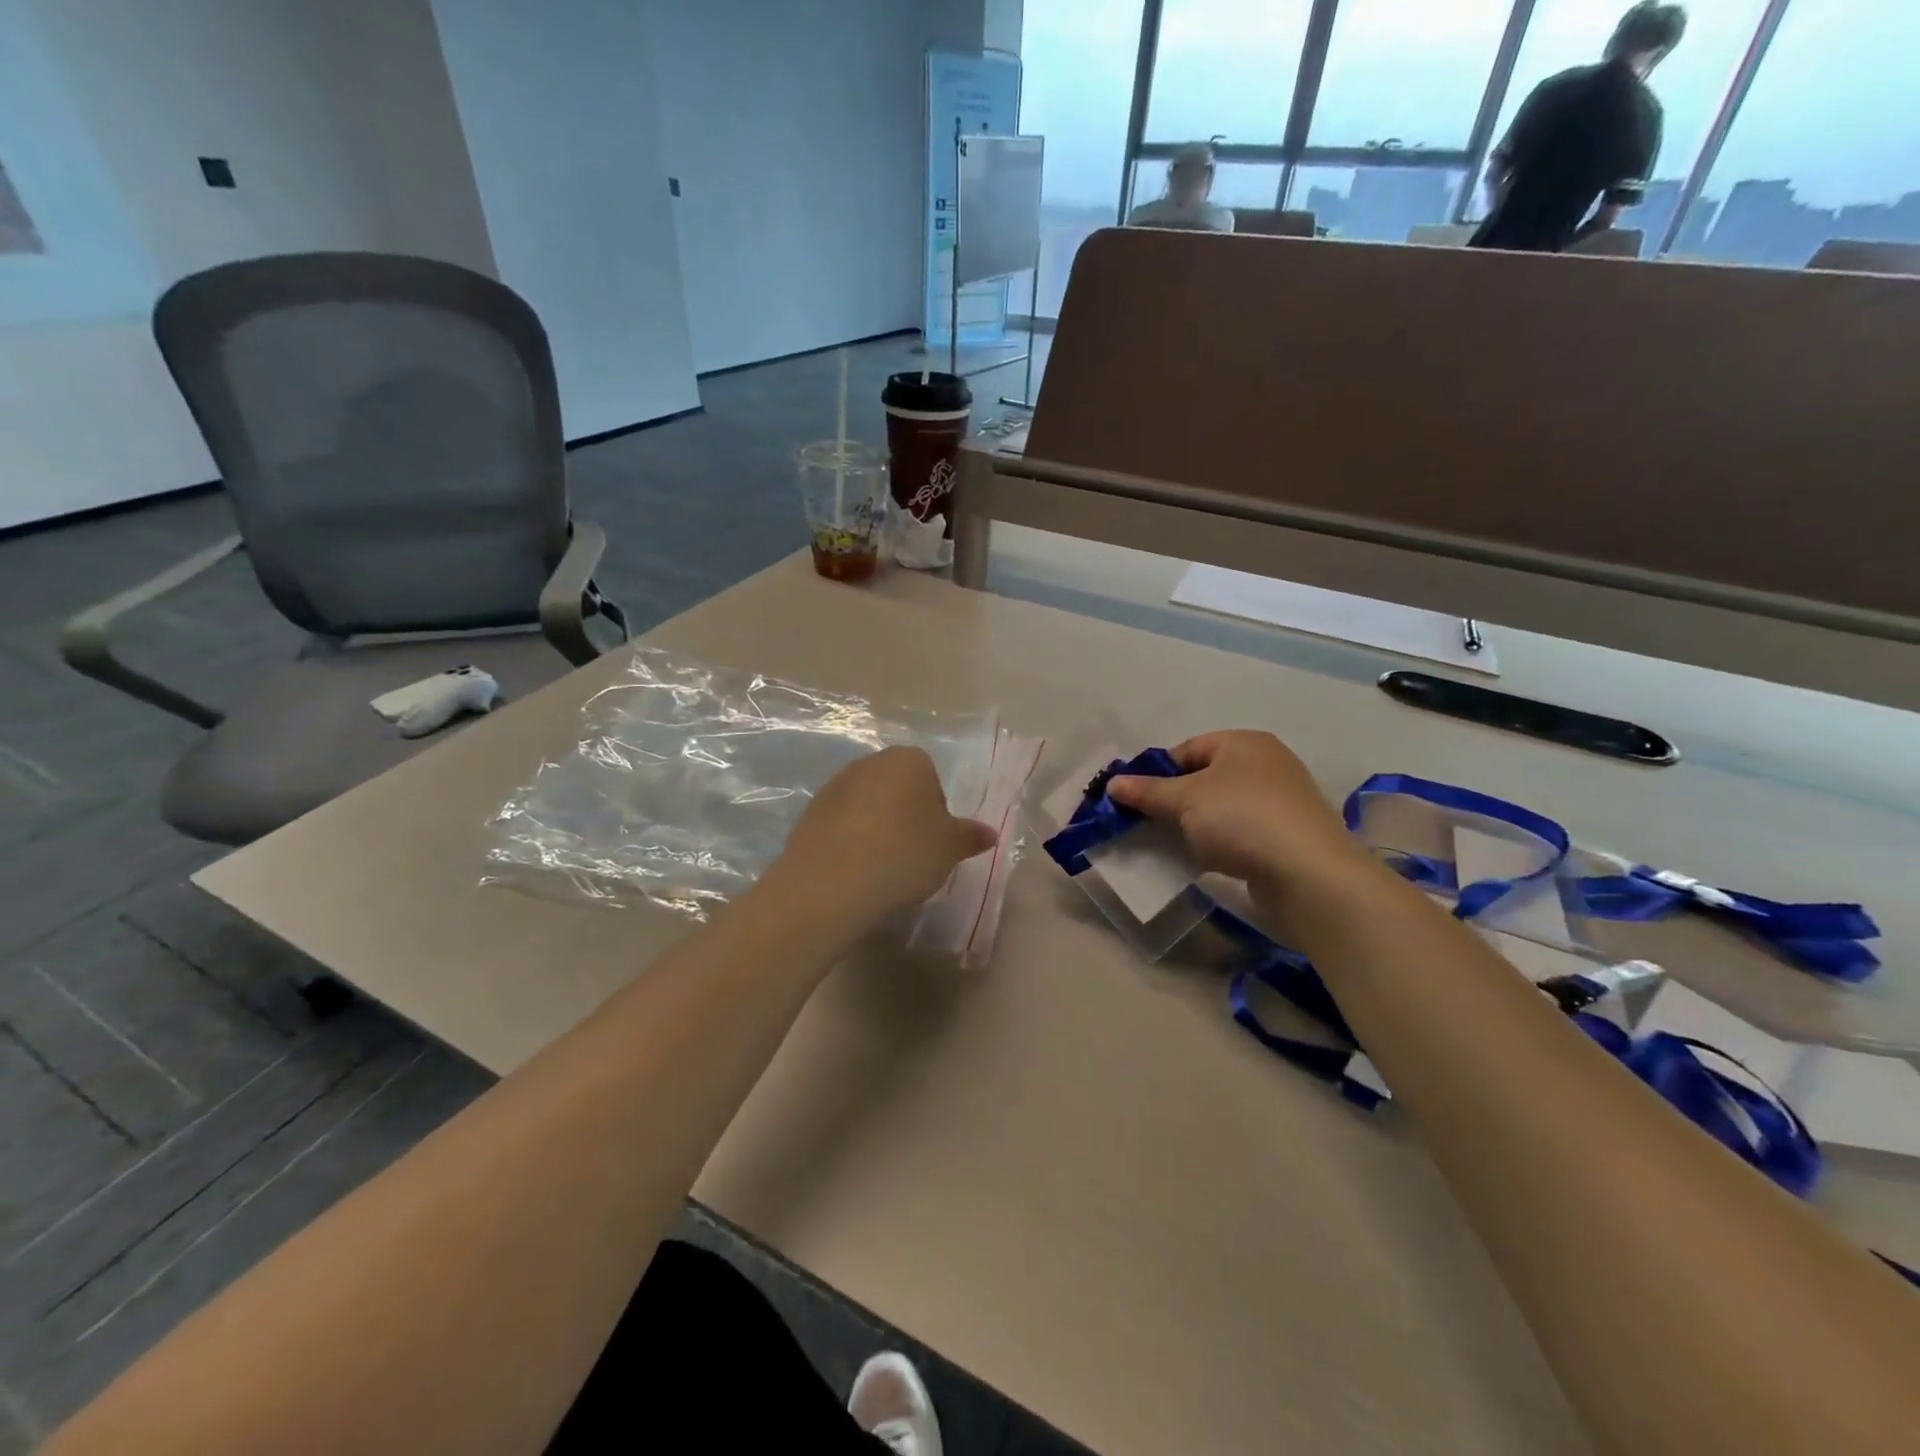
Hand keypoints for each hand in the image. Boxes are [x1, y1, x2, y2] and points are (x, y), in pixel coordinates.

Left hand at [763, 748, 996, 925]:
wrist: (830, 882)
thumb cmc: (903, 854)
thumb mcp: (949, 849)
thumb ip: (969, 837)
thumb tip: (990, 834)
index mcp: (908, 760)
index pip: (931, 779)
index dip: (936, 813)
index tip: (933, 844)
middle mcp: (869, 763)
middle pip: (897, 789)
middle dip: (905, 817)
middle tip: (911, 856)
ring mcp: (834, 786)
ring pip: (867, 806)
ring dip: (876, 829)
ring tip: (881, 868)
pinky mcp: (809, 813)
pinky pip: (841, 826)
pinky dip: (850, 843)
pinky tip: (855, 871)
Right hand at [1105, 731, 1372, 897]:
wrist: (1308, 872)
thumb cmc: (1240, 818)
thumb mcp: (1184, 800)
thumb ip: (1147, 791)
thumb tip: (1113, 784)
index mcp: (1243, 742)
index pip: (1187, 748)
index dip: (1157, 772)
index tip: (1135, 800)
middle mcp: (1266, 763)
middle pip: (1205, 777)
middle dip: (1174, 801)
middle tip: (1148, 824)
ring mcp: (1281, 800)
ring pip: (1222, 807)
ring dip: (1196, 824)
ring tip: (1174, 845)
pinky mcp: (1288, 835)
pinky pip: (1241, 832)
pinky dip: (1220, 842)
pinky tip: (1207, 860)